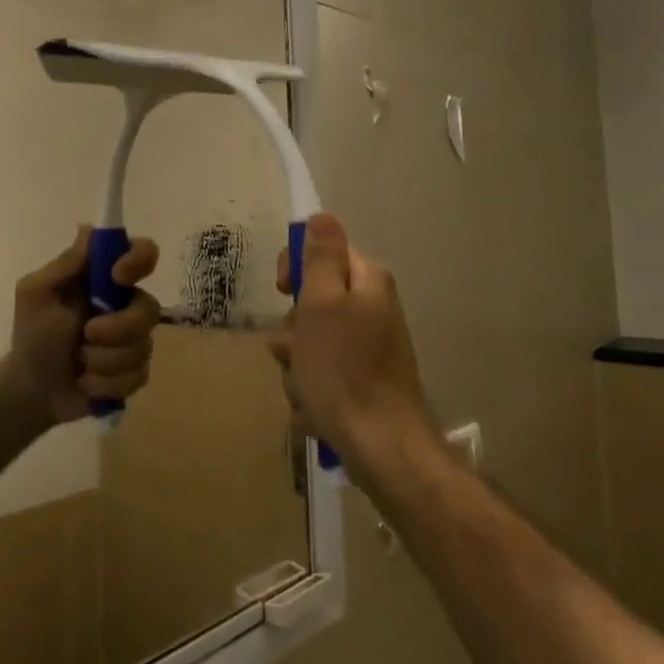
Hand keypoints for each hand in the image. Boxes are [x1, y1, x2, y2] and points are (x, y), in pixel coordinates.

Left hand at [9, 230, 161, 424]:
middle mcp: (126, 304)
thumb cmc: (32, 335)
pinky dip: (107, 383)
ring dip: (104, 360)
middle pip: (150, 308)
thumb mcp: (36, 294)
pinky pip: (138, 375)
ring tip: (80, 364)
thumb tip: (89, 229)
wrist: (31, 389)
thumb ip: (64, 265)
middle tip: (86, 335)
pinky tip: (87, 383)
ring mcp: (134, 339)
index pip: (143, 253)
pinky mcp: (135, 371)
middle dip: (117, 328)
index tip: (118, 276)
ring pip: (143, 346)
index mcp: (105, 280)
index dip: (139, 260)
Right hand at [270, 213, 440, 483]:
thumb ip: (321, 257)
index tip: (283, 291)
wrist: (381, 448)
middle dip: (294, 332)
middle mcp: (372, 311)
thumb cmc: (343, 369)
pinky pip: (322, 378)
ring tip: (307, 390)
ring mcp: (368, 351)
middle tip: (295, 351)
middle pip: (314, 303)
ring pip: (312, 345)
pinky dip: (313, 394)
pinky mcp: (362, 385)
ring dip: (298, 368)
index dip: (298, 269)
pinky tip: (317, 412)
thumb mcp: (322, 304)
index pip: (324, 252)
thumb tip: (322, 215)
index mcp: (367, 284)